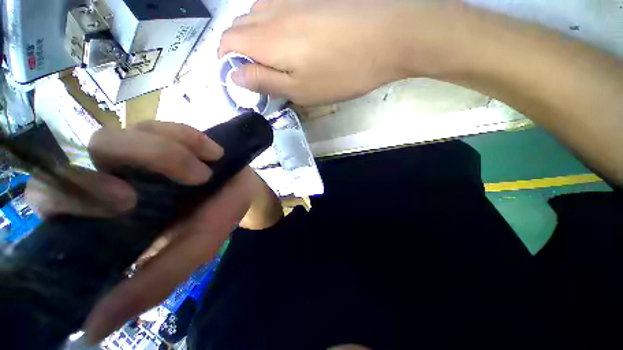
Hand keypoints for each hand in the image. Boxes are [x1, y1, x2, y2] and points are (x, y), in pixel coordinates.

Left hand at [26, 122, 262, 343]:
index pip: (53, 201)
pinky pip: (166, 125)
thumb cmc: (218, 218)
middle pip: (73, 162)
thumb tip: (92, 329)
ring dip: (167, 154)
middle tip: (158, 186)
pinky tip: (214, 153)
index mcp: (109, 216)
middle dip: (120, 167)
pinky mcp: (164, 133)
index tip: (126, 205)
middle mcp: (111, 178)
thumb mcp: (194, 250)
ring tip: (206, 172)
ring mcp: (137, 151)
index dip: (68, 199)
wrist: (243, 190)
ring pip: (119, 137)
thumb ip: (152, 282)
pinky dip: (191, 138)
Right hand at [219, 0, 458, 104]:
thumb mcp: (300, 90)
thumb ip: (264, 81)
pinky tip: (286, 41)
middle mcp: (271, 13)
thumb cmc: (340, 73)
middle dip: (238, 52)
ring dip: (254, 39)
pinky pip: (275, 9)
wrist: (384, 38)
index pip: (226, 43)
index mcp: (265, 39)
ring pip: (255, 16)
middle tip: (256, 75)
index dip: (226, 63)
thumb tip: (235, 76)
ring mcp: (291, 1)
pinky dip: (270, 27)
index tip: (239, 81)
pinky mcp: (308, 0)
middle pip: (237, 27)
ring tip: (270, 61)